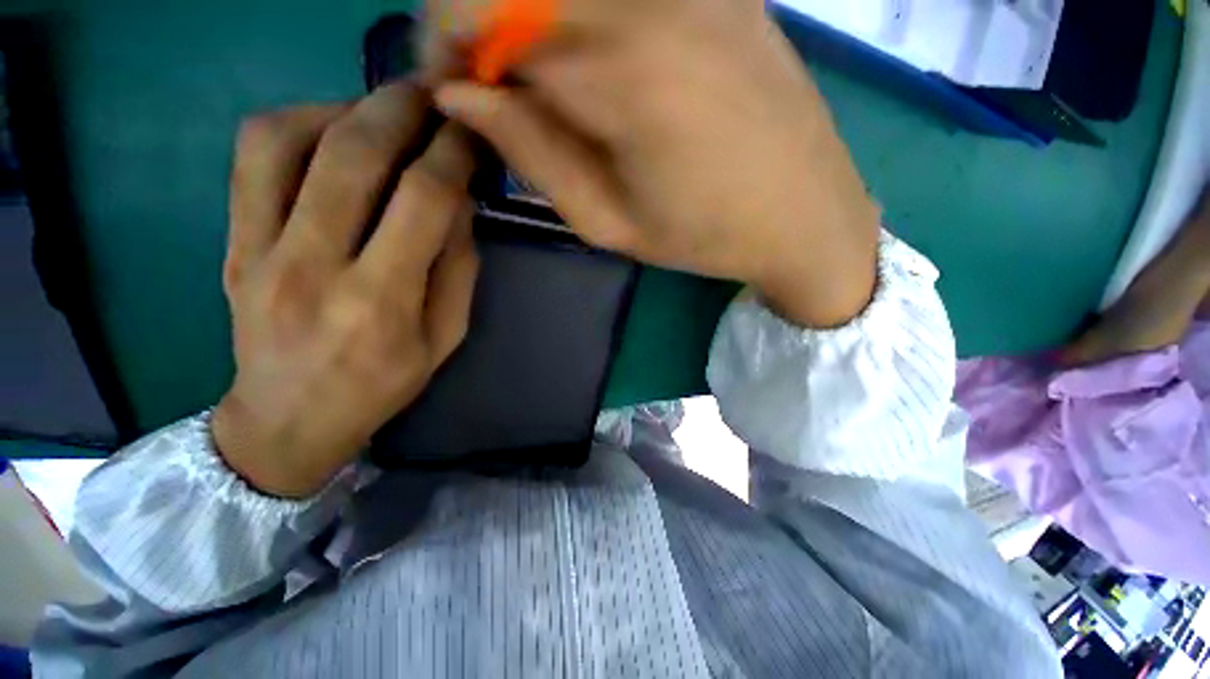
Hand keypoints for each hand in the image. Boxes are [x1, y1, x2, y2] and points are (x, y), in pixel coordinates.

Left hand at [212, 83, 478, 497]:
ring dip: (345, 107)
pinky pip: (253, 158)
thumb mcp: (446, 338)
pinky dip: (296, 124)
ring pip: (288, 140)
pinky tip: (331, 130)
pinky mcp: (232, 241)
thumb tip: (459, 204)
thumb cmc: (383, 385)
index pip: (423, 201)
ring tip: (383, 111)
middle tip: (433, 95)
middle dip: (401, 109)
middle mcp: (314, 265)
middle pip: (354, 156)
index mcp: (381, 301)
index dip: (453, 154)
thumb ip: (458, 270)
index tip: (472, 133)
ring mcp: (259, 249)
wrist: (288, 418)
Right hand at [428, 0, 879, 326]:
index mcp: (621, 69)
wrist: (804, 215)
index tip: (452, 88)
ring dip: (532, 24)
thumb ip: (532, 153)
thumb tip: (462, 94)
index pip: (482, 5)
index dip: (446, 39)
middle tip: (493, 91)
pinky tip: (595, 68)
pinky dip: (580, 17)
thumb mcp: (608, 222)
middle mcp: (653, 0)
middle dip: (483, 26)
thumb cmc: (704, 236)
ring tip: (543, 88)